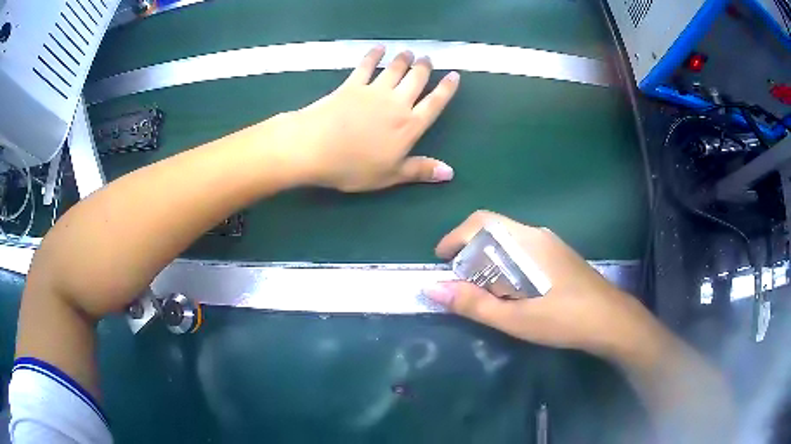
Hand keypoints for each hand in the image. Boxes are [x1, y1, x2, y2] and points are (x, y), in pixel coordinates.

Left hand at [280, 45, 459, 191]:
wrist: (315, 147)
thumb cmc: (353, 166)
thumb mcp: (389, 175)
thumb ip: (420, 170)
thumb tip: (450, 172)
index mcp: (409, 126)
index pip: (434, 104)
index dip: (446, 89)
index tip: (454, 75)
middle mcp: (396, 103)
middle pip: (416, 80)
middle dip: (424, 68)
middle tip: (427, 58)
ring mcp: (373, 91)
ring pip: (394, 69)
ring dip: (403, 59)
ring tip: (409, 52)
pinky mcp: (351, 85)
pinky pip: (366, 65)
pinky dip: (373, 55)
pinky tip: (379, 49)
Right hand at [425, 210, 656, 357]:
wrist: (611, 321)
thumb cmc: (563, 319)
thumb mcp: (515, 318)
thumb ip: (474, 303)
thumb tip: (433, 288)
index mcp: (526, 242)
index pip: (482, 221)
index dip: (455, 236)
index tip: (440, 259)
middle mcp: (537, 236)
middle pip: (494, 230)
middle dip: (469, 252)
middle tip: (460, 282)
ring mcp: (551, 245)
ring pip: (509, 242)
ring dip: (487, 260)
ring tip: (481, 290)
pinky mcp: (558, 257)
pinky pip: (522, 251)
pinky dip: (505, 265)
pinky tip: (510, 291)